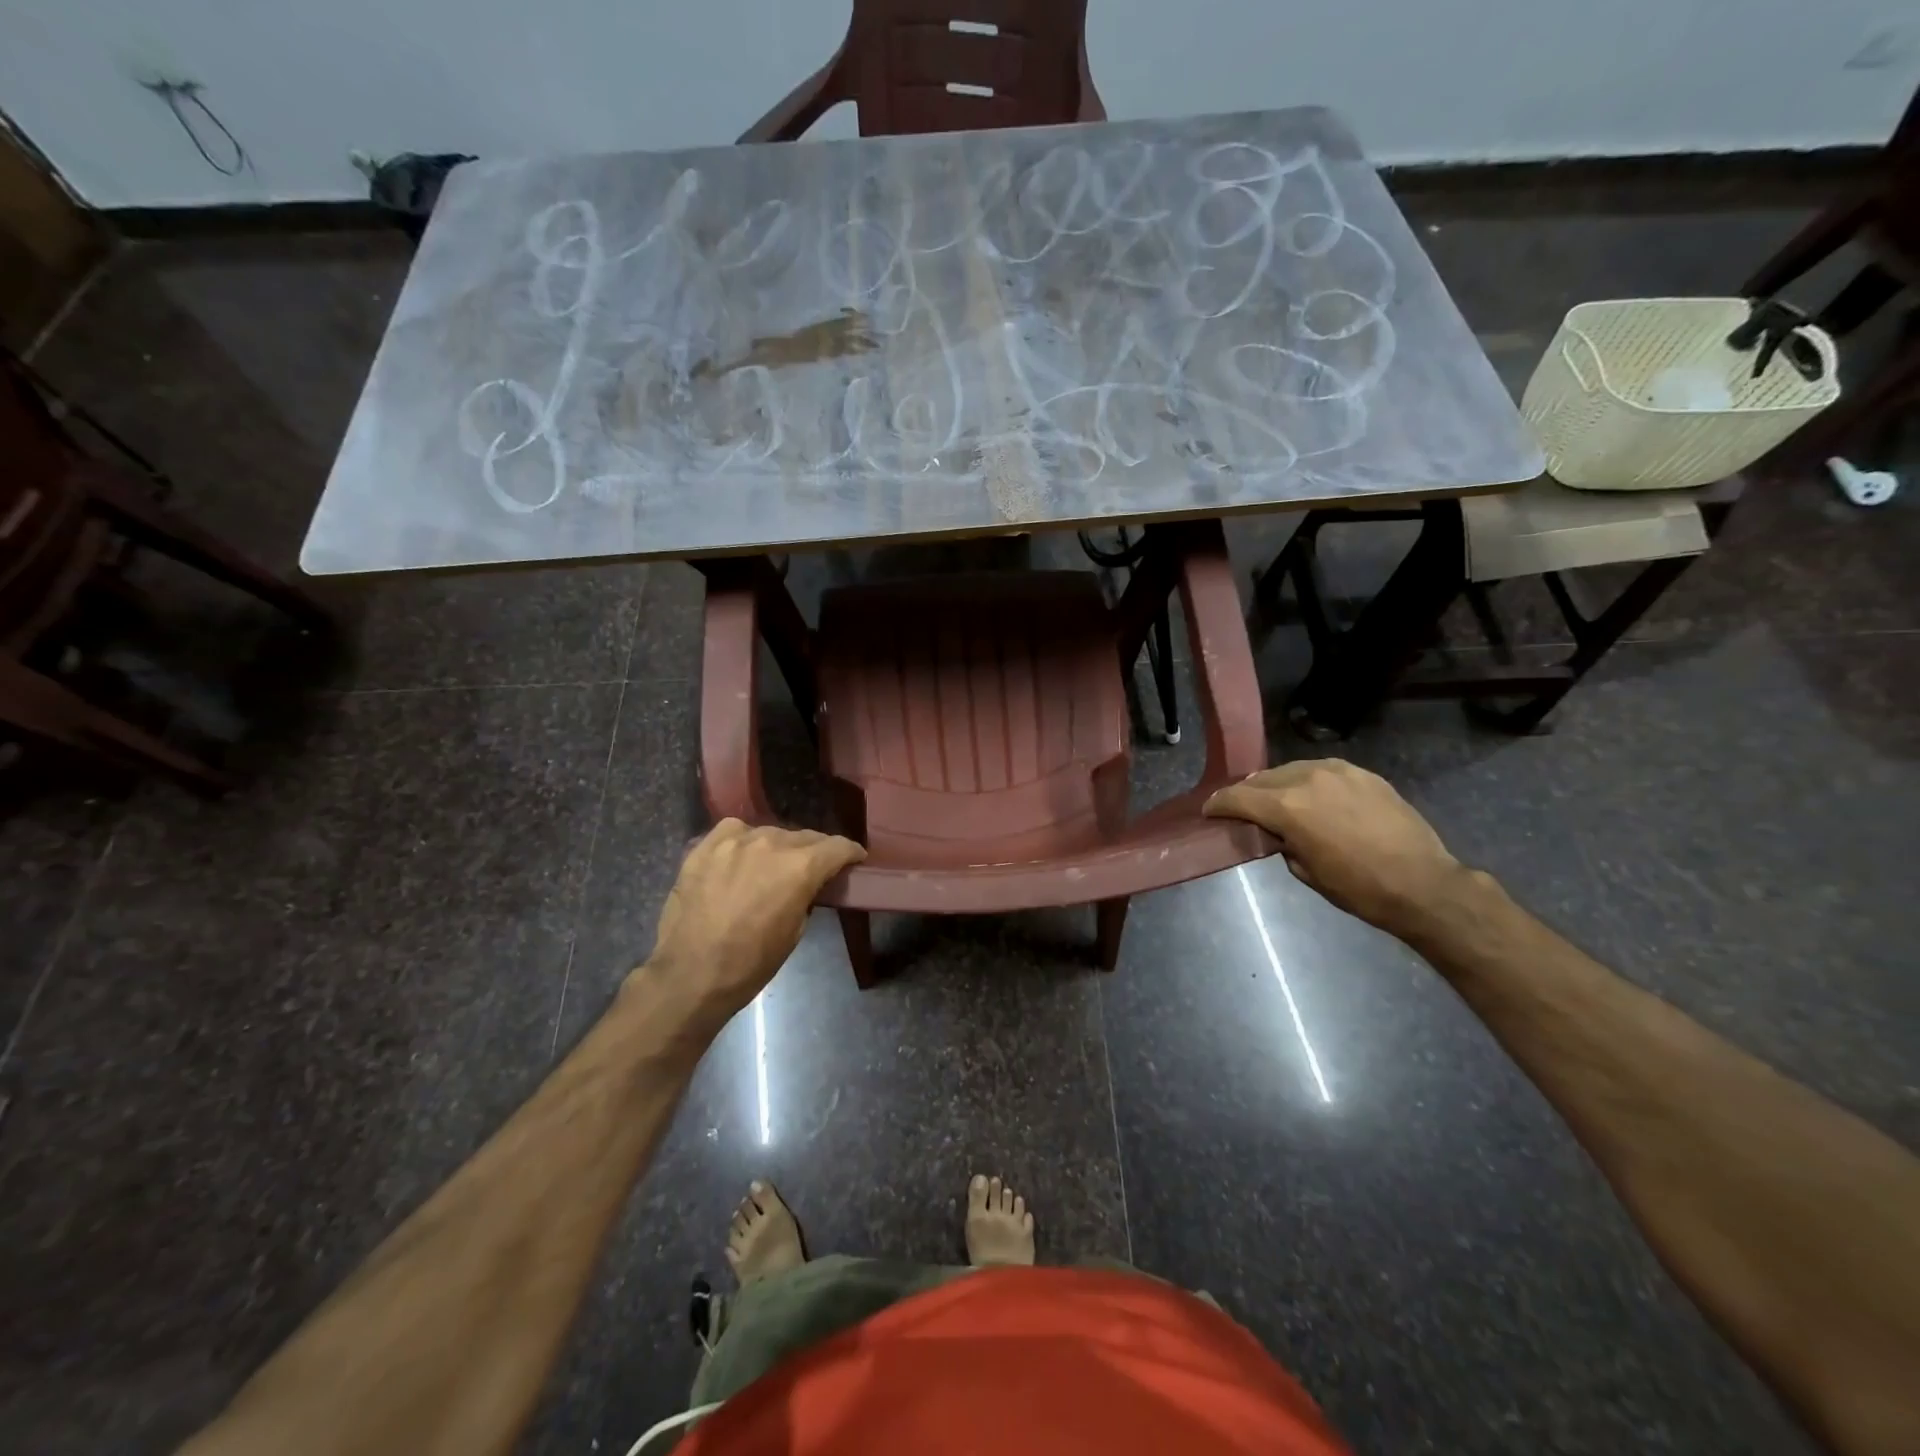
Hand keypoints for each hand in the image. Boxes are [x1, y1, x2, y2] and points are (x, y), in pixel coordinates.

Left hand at [643, 819, 865, 1023]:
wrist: (691, 974)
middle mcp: (771, 843)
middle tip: (814, 869)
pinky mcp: (706, 845)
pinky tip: (741, 857)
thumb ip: (807, 895)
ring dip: (779, 848)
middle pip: (805, 837)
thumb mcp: (796, 931)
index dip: (850, 853)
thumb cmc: (751, 962)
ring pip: (770, 833)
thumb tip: (807, 884)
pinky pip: (735, 831)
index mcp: (800, 867)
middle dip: (815, 852)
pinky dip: (745, 841)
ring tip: (772, 867)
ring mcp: (735, 841)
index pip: (837, 846)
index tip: (854, 860)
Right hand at [1204, 759, 1467, 935]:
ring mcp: (1338, 771)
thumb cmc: (1359, 888)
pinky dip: (1310, 783)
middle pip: (1263, 779)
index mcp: (1288, 806)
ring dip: (1279, 785)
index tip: (1209, 811)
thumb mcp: (1306, 871)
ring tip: (1279, 802)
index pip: (1238, 797)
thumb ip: (1282, 842)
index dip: (1219, 804)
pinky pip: (1323, 772)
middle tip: (1243, 810)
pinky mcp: (1363, 774)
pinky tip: (1315, 799)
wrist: (1424, 884)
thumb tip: (1276, 831)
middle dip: (1248, 794)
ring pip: (1292, 770)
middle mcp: (1308, 778)